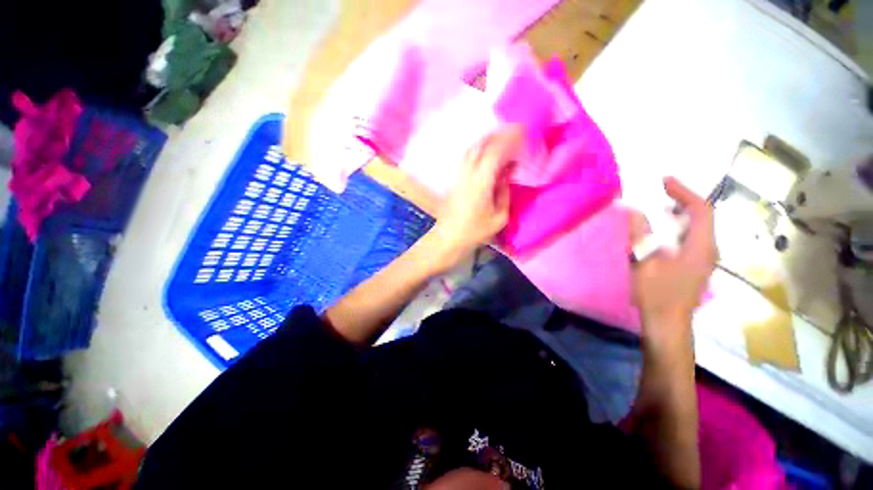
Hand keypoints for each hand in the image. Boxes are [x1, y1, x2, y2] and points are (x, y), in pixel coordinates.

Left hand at [428, 126, 521, 269]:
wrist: (449, 237)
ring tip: (500, 137)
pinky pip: (466, 157)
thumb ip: (504, 191)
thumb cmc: (475, 231)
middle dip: (497, 135)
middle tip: (513, 130)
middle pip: (481, 145)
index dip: (508, 139)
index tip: (521, 131)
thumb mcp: (499, 217)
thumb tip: (507, 172)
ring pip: (471, 149)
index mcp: (481, 183)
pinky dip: (477, 149)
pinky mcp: (453, 179)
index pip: (494, 152)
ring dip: (486, 140)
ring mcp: (458, 175)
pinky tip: (484, 151)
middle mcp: (467, 174)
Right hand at [629, 177, 716, 334]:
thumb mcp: (643, 263)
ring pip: (698, 227)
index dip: (684, 192)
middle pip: (703, 216)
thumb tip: (634, 211)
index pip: (700, 210)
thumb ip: (640, 235)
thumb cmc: (656, 294)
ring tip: (659, 207)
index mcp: (700, 246)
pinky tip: (663, 230)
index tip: (665, 181)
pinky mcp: (697, 265)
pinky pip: (692, 237)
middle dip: (683, 200)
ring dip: (680, 213)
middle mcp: (708, 249)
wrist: (668, 323)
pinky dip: (679, 227)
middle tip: (660, 192)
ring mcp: (704, 258)